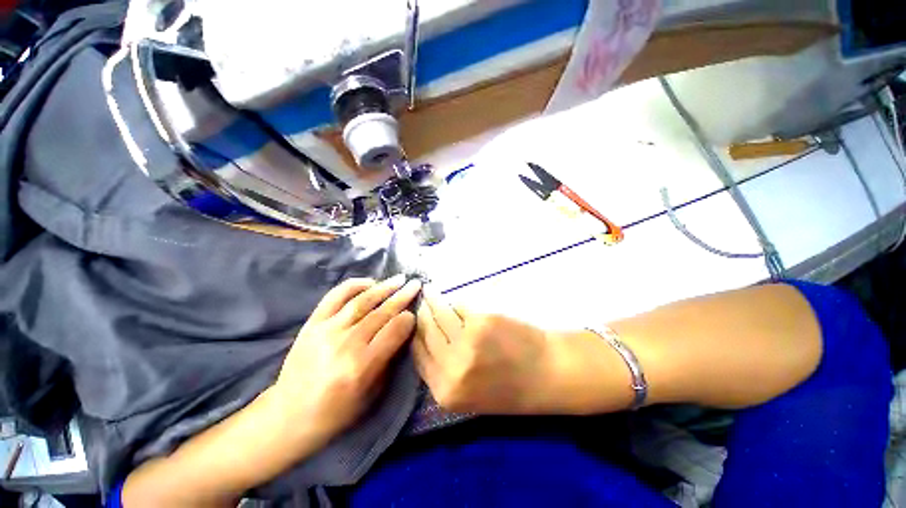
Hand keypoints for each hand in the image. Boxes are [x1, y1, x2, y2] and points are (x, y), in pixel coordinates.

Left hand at [271, 275, 421, 445]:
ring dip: (384, 287)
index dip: (408, 319)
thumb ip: (390, 358)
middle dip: (402, 296)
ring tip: (399, 278)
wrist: (290, 414)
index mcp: (363, 365)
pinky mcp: (313, 323)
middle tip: (415, 284)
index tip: (414, 313)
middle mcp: (346, 343)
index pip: (394, 330)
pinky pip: (335, 297)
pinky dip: (354, 285)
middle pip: (382, 312)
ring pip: (362, 301)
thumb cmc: (338, 410)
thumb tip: (402, 330)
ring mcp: (327, 330)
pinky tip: (369, 282)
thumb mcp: (373, 393)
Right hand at [411, 290, 555, 413]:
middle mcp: (452, 367)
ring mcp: (467, 340)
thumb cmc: (511, 388)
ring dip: (433, 300)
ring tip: (429, 292)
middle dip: (421, 315)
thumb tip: (425, 341)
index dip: (415, 336)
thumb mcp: (469, 395)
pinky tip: (455, 300)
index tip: (413, 322)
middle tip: (420, 302)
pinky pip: (461, 306)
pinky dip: (457, 302)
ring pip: (440, 314)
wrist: (548, 374)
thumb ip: (444, 372)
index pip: (418, 356)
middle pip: (426, 332)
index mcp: (446, 391)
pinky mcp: (482, 319)